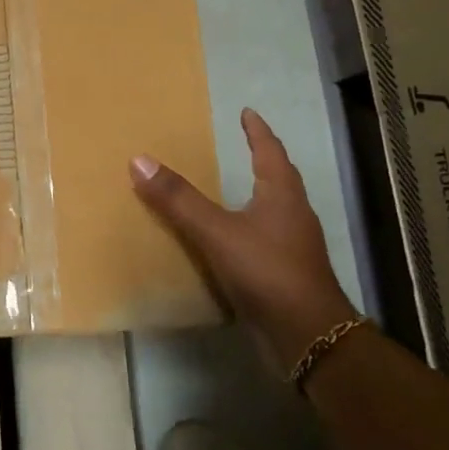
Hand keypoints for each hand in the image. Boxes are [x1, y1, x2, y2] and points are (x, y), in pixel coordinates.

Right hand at [131, 107, 354, 371]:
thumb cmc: (266, 271)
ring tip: (231, 188)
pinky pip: (264, 239)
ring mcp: (293, 246)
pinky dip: (247, 229)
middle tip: (241, 145)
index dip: (258, 132)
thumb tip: (139, 160)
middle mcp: (293, 214)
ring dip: (255, 195)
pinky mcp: (286, 273)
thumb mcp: (215, 231)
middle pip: (279, 178)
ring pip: (274, 210)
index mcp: (282, 195)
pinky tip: (229, 240)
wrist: (309, 335)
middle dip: (262, 159)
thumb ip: (178, 199)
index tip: (247, 113)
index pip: (270, 152)